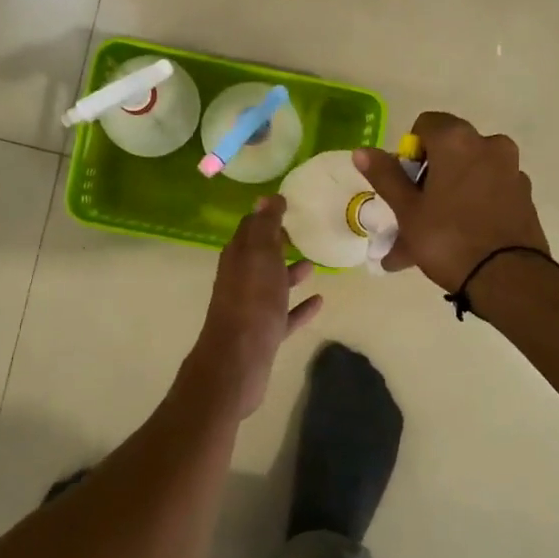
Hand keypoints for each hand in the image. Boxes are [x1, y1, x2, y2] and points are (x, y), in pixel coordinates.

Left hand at [192, 195, 322, 416]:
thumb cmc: (252, 302)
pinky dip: (300, 306)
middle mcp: (241, 279)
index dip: (267, 216)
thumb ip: (265, 226)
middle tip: (303, 231)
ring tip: (315, 264)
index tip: (289, 205)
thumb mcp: (260, 256)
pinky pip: (285, 314)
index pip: (250, 228)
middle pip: (260, 256)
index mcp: (238, 257)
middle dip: (278, 243)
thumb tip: (266, 197)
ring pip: (273, 284)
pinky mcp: (264, 333)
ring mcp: (252, 308)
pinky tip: (320, 301)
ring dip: (290, 273)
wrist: (238, 360)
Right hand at [353, 112, 549, 293]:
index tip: (406, 184)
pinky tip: (458, 242)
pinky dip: (471, 209)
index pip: (426, 124)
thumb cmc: (448, 239)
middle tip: (412, 215)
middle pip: (450, 152)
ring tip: (429, 239)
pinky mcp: (525, 196)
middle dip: (428, 180)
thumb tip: (362, 152)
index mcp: (458, 141)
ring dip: (447, 198)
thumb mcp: (407, 211)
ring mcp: (512, 171)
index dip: (410, 151)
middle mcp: (490, 145)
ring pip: (468, 178)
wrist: (509, 279)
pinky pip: (488, 194)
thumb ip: (386, 176)